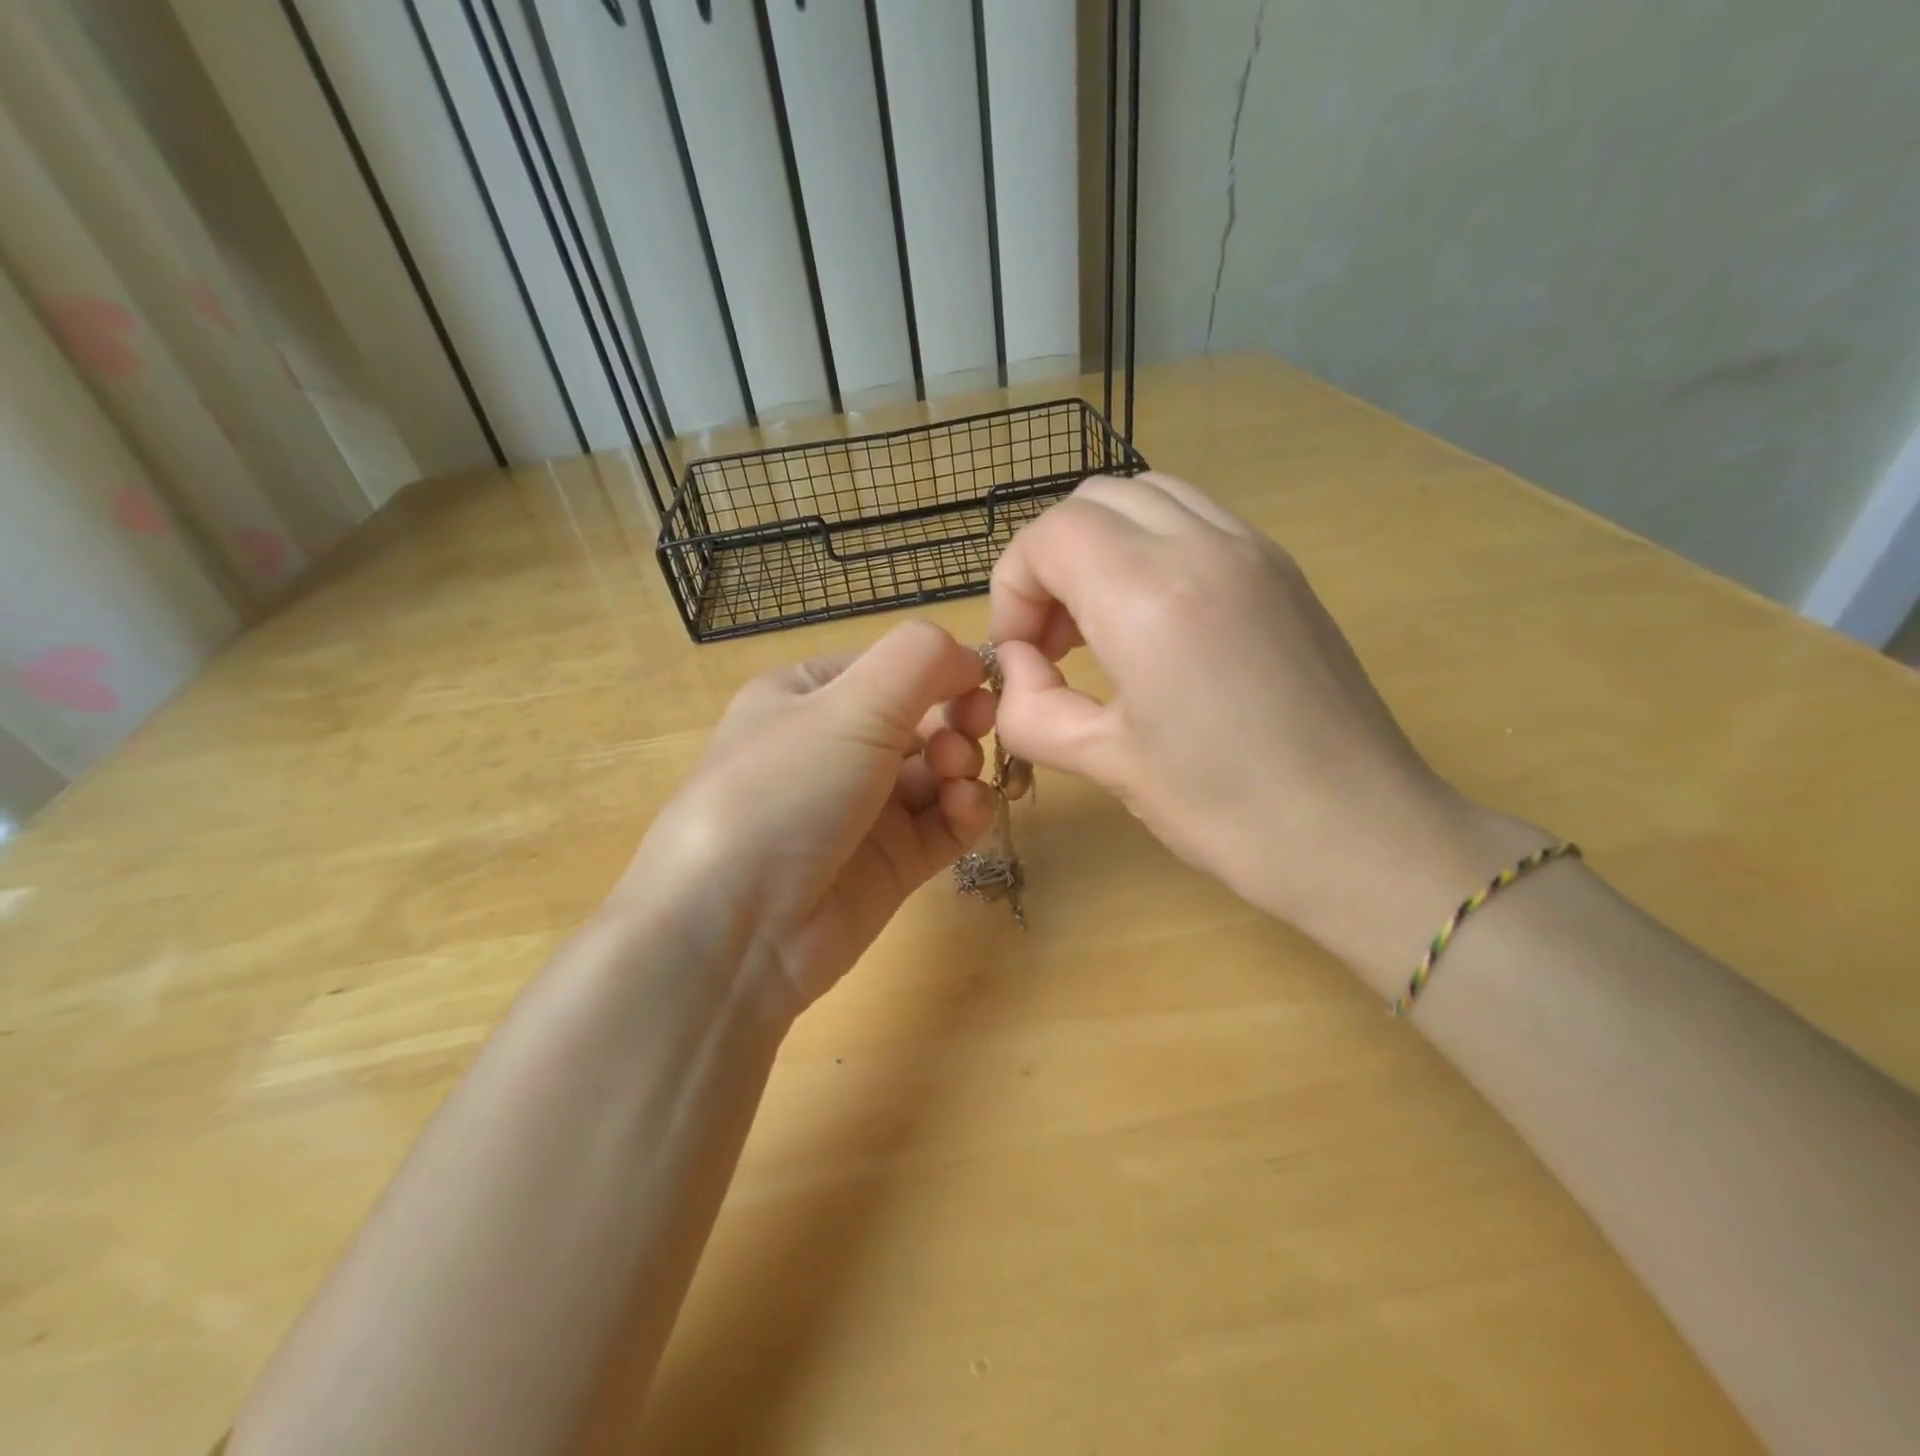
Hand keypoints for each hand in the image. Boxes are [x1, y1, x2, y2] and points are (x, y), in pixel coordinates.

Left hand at [608, 621, 999, 1015]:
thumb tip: (974, 656)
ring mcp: (865, 809)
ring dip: (963, 764)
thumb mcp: (847, 705)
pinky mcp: (892, 862)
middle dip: (956, 719)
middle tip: (971, 731)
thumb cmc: (784, 790)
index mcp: (808, 697)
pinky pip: (944, 823)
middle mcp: (835, 749)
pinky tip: (966, 809)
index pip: (891, 668)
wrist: (737, 928)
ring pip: (939, 772)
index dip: (939, 670)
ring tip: (956, 777)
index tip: (978, 682)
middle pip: (922, 719)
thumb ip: (919, 661)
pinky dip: (965, 811)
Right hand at [988, 473, 1535, 993]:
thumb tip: (1018, 670)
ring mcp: (1254, 548)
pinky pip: (1195, 520)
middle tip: (1053, 642)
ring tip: (1098, 626)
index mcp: (1150, 595)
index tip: (1023, 657)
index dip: (1013, 590)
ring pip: (1146, 497)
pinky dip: (1150, 548)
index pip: (1049, 535)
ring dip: (1101, 547)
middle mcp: (1203, 546)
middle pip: (1092, 501)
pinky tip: (1153, 623)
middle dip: (1051, 561)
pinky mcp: (1282, 569)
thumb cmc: (1227, 810)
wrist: (1362, 834)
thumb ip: (1032, 709)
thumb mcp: (1106, 763)